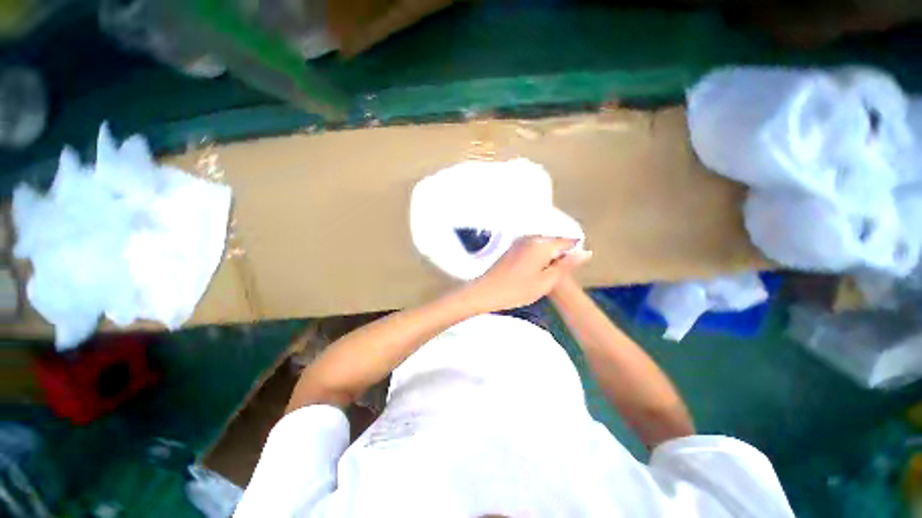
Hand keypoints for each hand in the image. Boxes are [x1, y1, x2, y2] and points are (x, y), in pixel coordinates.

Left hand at [462, 237, 590, 312]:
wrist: (486, 291)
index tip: (569, 269)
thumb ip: (566, 265)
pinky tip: (532, 271)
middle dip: (559, 255)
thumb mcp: (546, 281)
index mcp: (542, 244)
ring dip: (548, 257)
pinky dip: (537, 257)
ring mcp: (520, 240)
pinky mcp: (513, 246)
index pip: (568, 240)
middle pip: (555, 241)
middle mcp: (532, 237)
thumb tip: (585, 252)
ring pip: (543, 244)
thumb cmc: (517, 289)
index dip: (573, 253)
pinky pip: (532, 247)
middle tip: (554, 276)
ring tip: (543, 275)